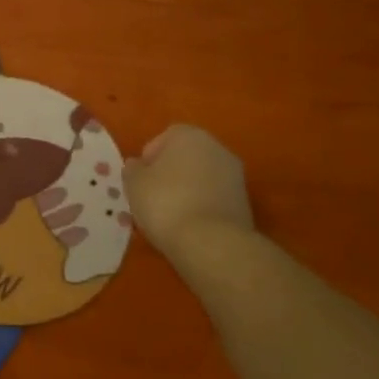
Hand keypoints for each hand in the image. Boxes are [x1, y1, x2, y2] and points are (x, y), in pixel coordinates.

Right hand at [123, 125, 254, 260]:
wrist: (211, 244)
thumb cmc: (165, 202)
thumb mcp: (134, 184)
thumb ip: (133, 169)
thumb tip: (138, 166)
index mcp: (190, 135)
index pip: (165, 137)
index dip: (150, 158)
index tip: (141, 179)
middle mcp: (217, 148)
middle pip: (187, 157)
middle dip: (171, 174)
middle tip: (153, 196)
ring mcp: (236, 176)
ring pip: (202, 179)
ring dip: (188, 191)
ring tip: (170, 216)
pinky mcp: (245, 204)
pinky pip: (215, 199)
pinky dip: (203, 208)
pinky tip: (190, 227)